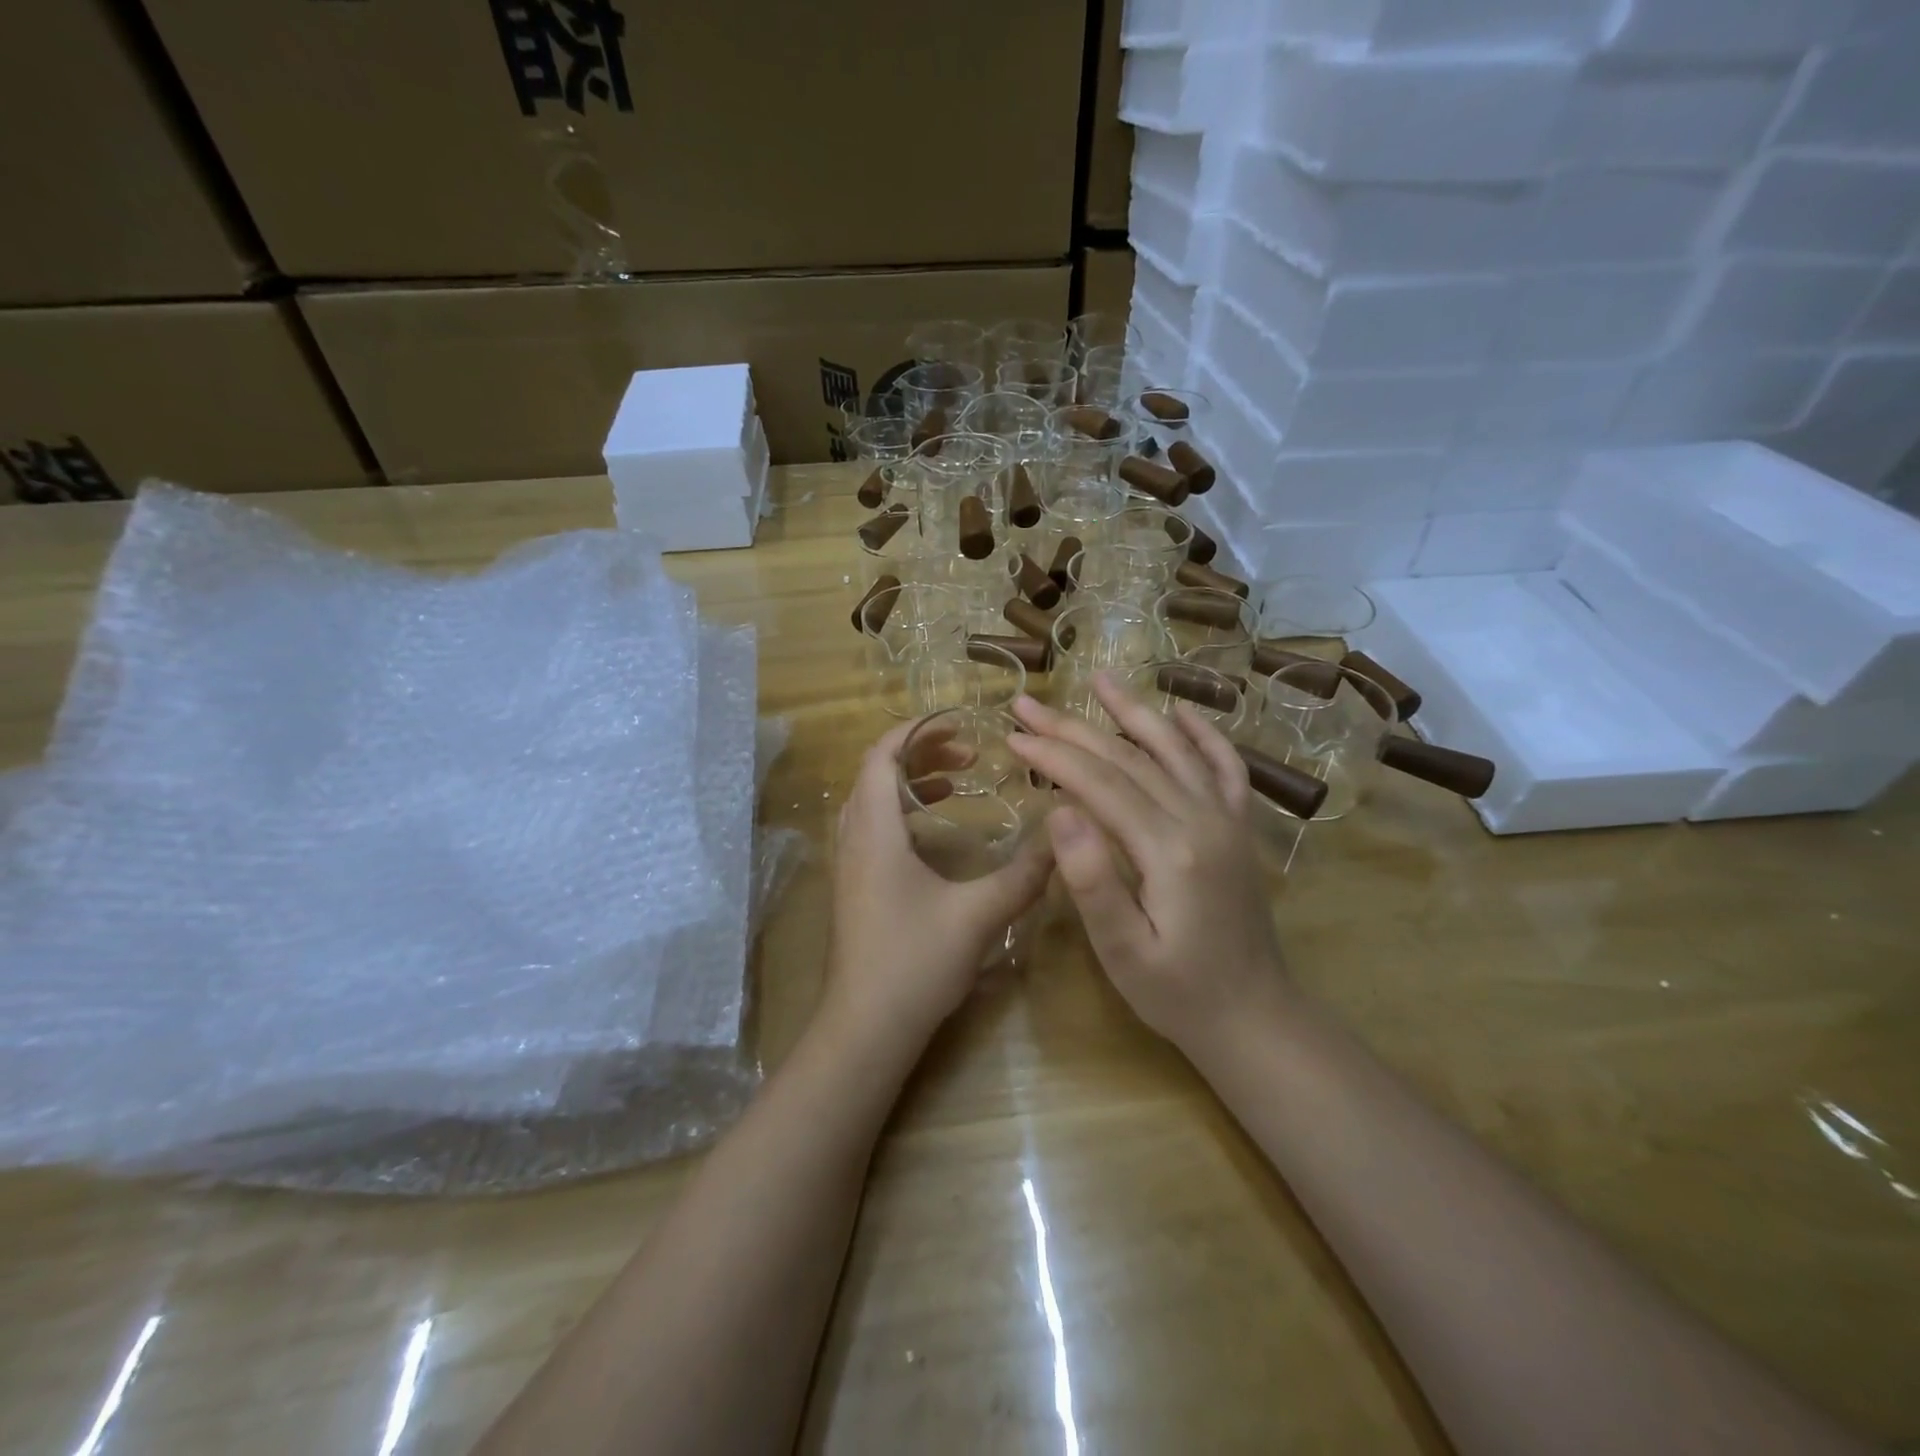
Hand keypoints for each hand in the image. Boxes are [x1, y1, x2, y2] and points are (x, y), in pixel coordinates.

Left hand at [826, 721, 1053, 1049]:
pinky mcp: (855, 888)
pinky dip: (903, 813)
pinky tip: (936, 833)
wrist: (865, 1029)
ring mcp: (849, 865)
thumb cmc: (914, 962)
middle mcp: (854, 838)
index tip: (959, 725)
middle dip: (921, 753)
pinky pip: (873, 828)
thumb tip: (1062, 839)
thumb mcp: (978, 914)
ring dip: (911, 783)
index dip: (917, 731)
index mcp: (874, 830)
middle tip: (968, 755)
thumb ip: (1022, 875)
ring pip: (873, 801)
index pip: (882, 755)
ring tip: (957, 782)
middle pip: (876, 773)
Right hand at [1007, 676, 1286, 1052]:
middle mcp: (1202, 818)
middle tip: (1027, 703)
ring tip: (1099, 678)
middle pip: (1129, 757)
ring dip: (1133, 711)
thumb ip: (1092, 880)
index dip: (1052, 755)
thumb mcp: (1123, 950)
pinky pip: (1225, 766)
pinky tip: (1182, 713)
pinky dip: (1203, 734)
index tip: (1012, 736)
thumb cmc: (1177, 992)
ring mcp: (1227, 819)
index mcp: (1169, 849)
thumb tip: (1059, 810)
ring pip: (1174, 749)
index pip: (1100, 783)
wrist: (1255, 1017)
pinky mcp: (1240, 828)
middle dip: (1072, 728)